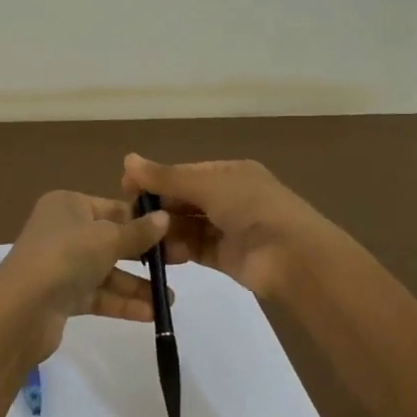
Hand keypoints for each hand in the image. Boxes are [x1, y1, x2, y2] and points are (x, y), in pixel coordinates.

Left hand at [0, 191, 170, 359]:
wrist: (20, 311)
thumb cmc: (65, 257)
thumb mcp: (108, 238)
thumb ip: (138, 232)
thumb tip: (165, 219)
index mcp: (68, 205)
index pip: (114, 208)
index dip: (143, 221)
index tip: (174, 234)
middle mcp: (63, 231)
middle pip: (112, 240)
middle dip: (145, 255)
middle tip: (180, 265)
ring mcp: (61, 265)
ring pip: (107, 271)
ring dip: (136, 285)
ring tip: (168, 300)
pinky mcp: (61, 296)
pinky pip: (98, 295)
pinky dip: (122, 302)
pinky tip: (151, 314)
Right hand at [120, 154, 323, 299]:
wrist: (291, 255)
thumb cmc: (251, 207)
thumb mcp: (207, 185)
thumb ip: (167, 177)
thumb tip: (127, 159)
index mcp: (230, 172)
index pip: (186, 173)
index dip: (156, 179)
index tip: (125, 188)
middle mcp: (230, 197)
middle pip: (185, 199)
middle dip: (159, 206)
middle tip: (127, 217)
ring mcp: (229, 228)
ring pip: (188, 225)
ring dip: (165, 229)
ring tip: (137, 236)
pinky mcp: (226, 257)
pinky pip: (195, 248)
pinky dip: (177, 250)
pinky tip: (156, 253)